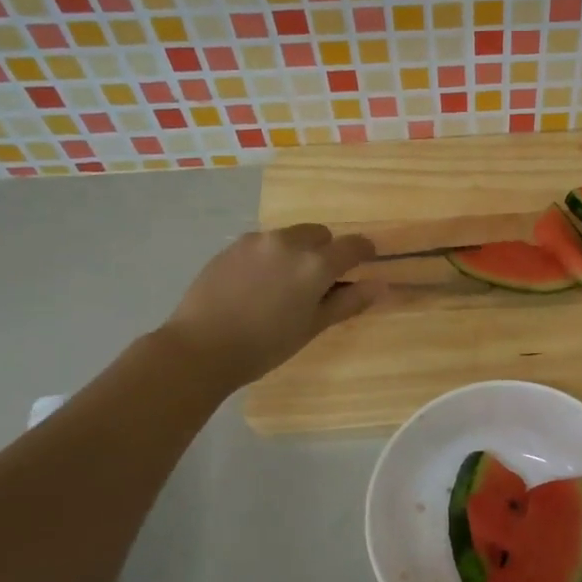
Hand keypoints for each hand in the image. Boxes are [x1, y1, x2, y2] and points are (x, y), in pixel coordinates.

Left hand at [166, 224, 379, 388]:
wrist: (201, 347)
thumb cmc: (265, 345)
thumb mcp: (313, 327)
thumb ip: (349, 302)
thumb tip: (380, 286)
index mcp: (316, 264)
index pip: (353, 246)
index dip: (364, 253)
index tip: (365, 263)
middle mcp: (289, 242)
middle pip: (320, 234)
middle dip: (325, 251)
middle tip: (317, 283)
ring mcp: (257, 241)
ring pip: (290, 237)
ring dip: (297, 252)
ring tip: (283, 285)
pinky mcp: (232, 246)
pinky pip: (263, 243)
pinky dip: (270, 256)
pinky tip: (256, 285)